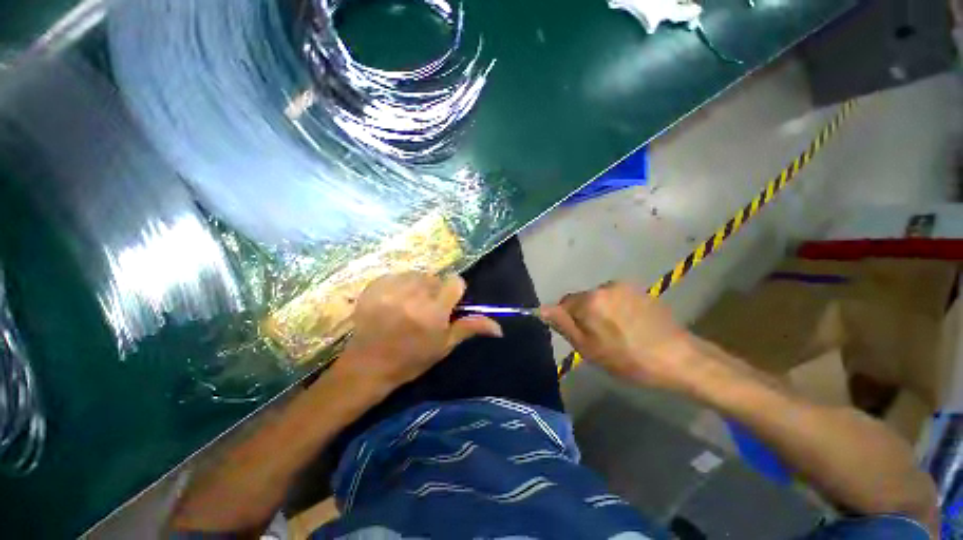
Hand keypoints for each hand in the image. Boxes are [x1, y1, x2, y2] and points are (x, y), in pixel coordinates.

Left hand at [339, 272, 502, 391]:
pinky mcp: (374, 287)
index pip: (455, 282)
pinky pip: (396, 276)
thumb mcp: (444, 345)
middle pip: (435, 278)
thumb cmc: (411, 359)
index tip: (447, 304)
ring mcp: (391, 289)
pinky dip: (398, 285)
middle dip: (434, 291)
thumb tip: (499, 328)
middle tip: (424, 310)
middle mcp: (414, 296)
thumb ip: (470, 328)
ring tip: (407, 305)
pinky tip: (392, 302)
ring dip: (416, 287)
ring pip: (416, 275)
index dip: (454, 292)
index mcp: (434, 312)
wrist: (368, 366)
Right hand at [540, 282, 698, 388]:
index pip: (564, 303)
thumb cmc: (629, 359)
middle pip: (582, 299)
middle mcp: (604, 287)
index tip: (581, 337)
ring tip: (617, 333)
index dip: (568, 321)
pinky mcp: (640, 290)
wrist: (679, 358)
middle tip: (599, 339)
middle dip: (585, 315)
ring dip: (600, 311)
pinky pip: (615, 297)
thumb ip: (563, 325)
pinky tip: (630, 325)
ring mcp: (624, 286)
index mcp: (590, 300)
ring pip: (599, 298)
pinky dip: (616, 308)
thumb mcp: (589, 349)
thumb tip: (541, 309)